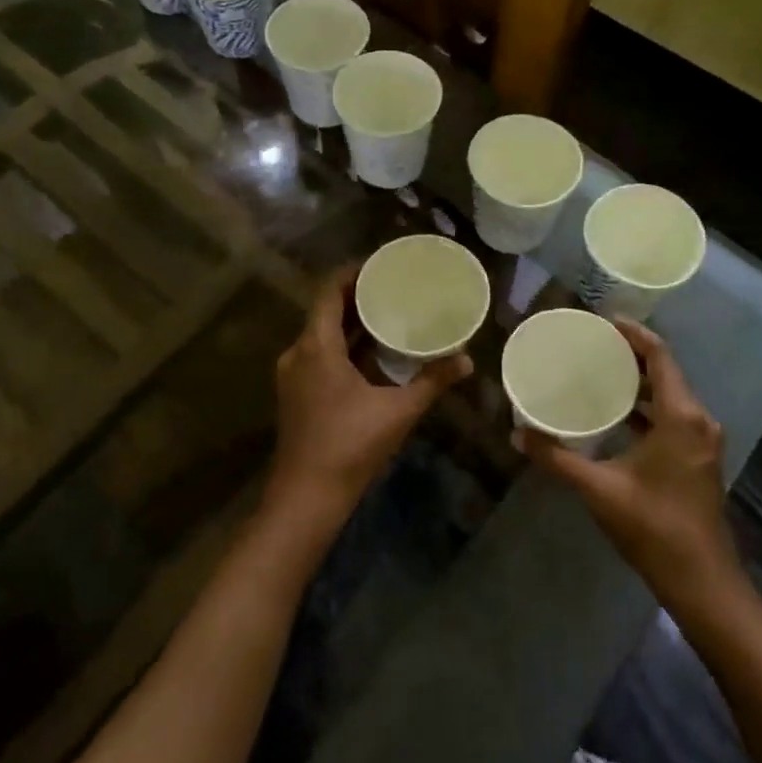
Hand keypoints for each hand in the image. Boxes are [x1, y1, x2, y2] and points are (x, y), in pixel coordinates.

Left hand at [267, 263, 472, 537]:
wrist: (306, 499)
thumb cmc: (349, 447)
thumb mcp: (397, 411)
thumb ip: (432, 381)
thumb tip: (466, 360)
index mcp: (316, 346)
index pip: (329, 290)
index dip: (353, 272)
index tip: (382, 264)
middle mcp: (298, 353)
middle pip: (326, 309)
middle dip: (358, 295)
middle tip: (394, 285)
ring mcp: (294, 375)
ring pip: (323, 334)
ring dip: (352, 322)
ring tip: (388, 312)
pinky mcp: (297, 393)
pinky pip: (321, 354)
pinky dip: (345, 345)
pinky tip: (373, 352)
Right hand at [518, 321, 738, 610]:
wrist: (702, 582)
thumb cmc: (653, 526)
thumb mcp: (599, 489)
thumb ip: (557, 457)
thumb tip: (517, 436)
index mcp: (682, 416)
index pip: (660, 356)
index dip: (634, 334)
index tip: (603, 322)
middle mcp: (699, 420)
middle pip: (666, 372)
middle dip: (631, 356)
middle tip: (593, 346)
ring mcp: (703, 441)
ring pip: (671, 396)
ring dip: (639, 383)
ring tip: (600, 374)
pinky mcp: (700, 459)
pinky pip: (674, 417)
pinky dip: (648, 408)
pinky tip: (618, 415)